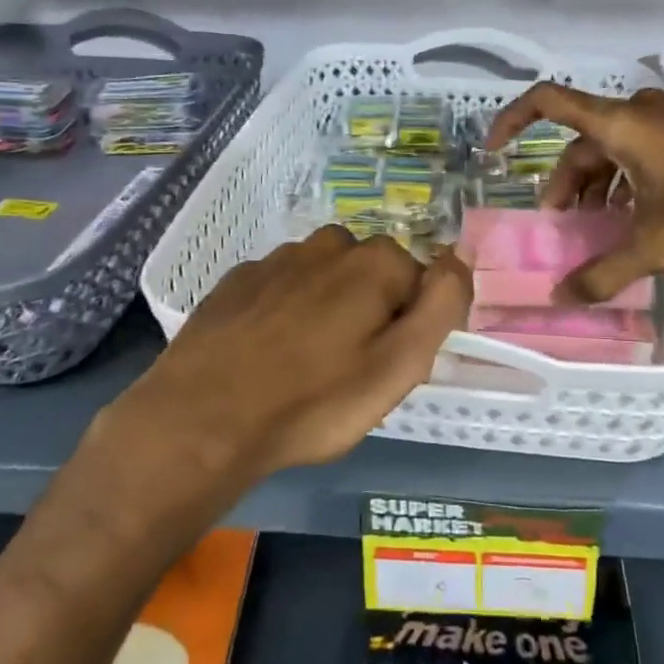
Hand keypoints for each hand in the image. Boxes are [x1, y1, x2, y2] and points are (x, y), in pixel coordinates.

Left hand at [117, 228, 471, 485]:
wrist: (203, 418)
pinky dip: (283, 309)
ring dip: (325, 306)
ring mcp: (276, 259)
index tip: (387, 364)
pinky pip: (279, 287)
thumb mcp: (400, 365)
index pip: (418, 281)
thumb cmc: (314, 401)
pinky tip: (266, 351)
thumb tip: (459, 255)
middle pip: (369, 273)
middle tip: (348, 367)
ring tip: (305, 361)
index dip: (409, 323)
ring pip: (323, 276)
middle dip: (369, 309)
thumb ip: (441, 305)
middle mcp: (327, 246)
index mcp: (374, 263)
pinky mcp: (237, 280)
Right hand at [486, 85, 663, 303]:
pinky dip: (627, 180)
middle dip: (565, 184)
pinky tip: (639, 216)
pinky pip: (643, 150)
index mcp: (621, 123)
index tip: (493, 152)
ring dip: (598, 186)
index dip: (511, 120)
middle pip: (581, 142)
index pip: (547, 102)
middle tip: (562, 227)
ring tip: (600, 228)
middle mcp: (640, 111)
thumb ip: (606, 271)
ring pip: (614, 149)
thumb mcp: (661, 243)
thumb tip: (561, 298)